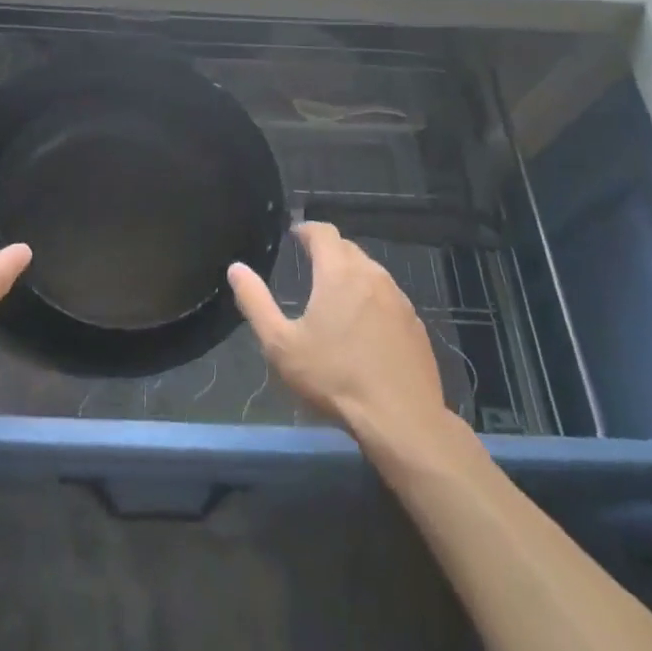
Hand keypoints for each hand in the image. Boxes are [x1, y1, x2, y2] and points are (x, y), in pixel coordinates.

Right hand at [229, 223, 483, 467]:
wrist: (402, 420)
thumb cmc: (335, 378)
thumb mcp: (281, 344)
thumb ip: (255, 301)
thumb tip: (236, 268)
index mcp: (338, 273)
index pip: (323, 232)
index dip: (306, 230)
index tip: (294, 236)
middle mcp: (372, 275)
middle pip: (348, 248)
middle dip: (327, 250)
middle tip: (309, 264)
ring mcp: (399, 299)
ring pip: (370, 271)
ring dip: (351, 272)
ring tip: (333, 294)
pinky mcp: (415, 323)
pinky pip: (388, 296)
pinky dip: (371, 297)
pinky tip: (363, 325)